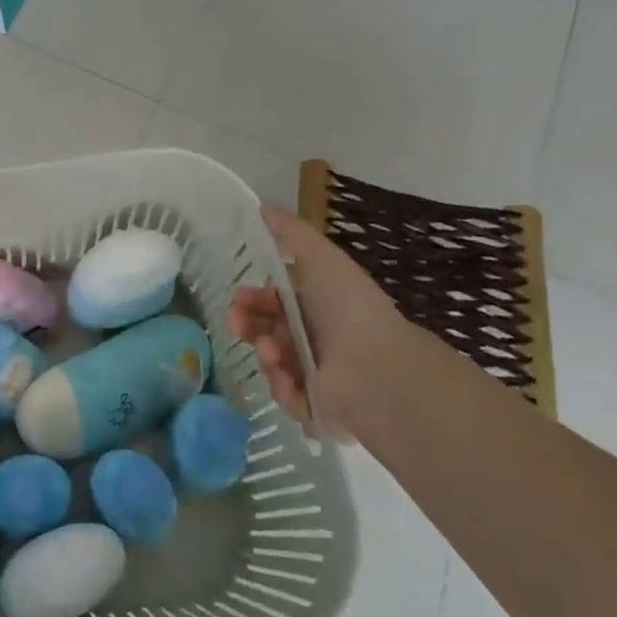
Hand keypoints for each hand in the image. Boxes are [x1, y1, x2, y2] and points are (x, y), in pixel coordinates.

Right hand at [227, 207, 414, 440]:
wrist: (380, 370)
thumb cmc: (351, 310)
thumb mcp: (323, 259)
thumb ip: (292, 234)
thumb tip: (262, 207)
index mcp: (321, 309)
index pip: (277, 304)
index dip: (255, 299)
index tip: (239, 297)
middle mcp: (319, 342)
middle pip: (268, 333)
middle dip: (249, 325)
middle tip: (236, 322)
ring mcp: (319, 377)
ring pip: (273, 363)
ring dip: (265, 353)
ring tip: (271, 350)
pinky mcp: (318, 409)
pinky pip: (285, 395)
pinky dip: (282, 384)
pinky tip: (287, 375)